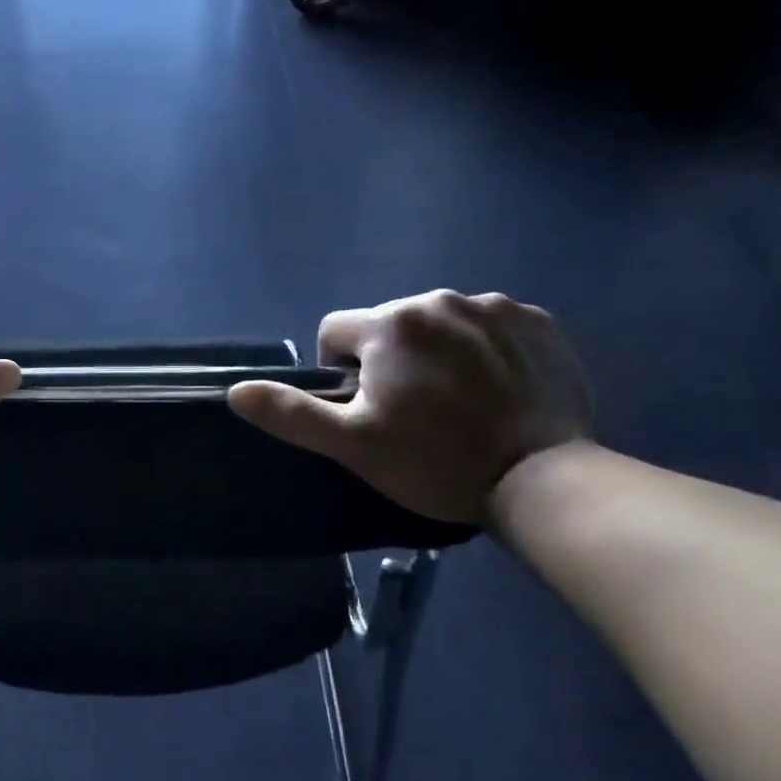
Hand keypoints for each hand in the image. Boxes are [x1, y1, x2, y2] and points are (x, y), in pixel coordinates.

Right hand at [228, 290, 592, 524]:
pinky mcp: (537, 321)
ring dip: (436, 350)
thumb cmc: (436, 462)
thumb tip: (236, 390)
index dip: (340, 371)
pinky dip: (484, 346)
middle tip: (416, 411)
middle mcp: (437, 299)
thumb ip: (292, 413)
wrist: (543, 481)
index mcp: (389, 324)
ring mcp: (493, 306)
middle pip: (389, 325)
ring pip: (439, 322)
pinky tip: (498, 387)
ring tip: (460, 401)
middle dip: (390, 359)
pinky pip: (489, 324)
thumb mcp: (353, 445)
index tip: (368, 408)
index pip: (335, 331)